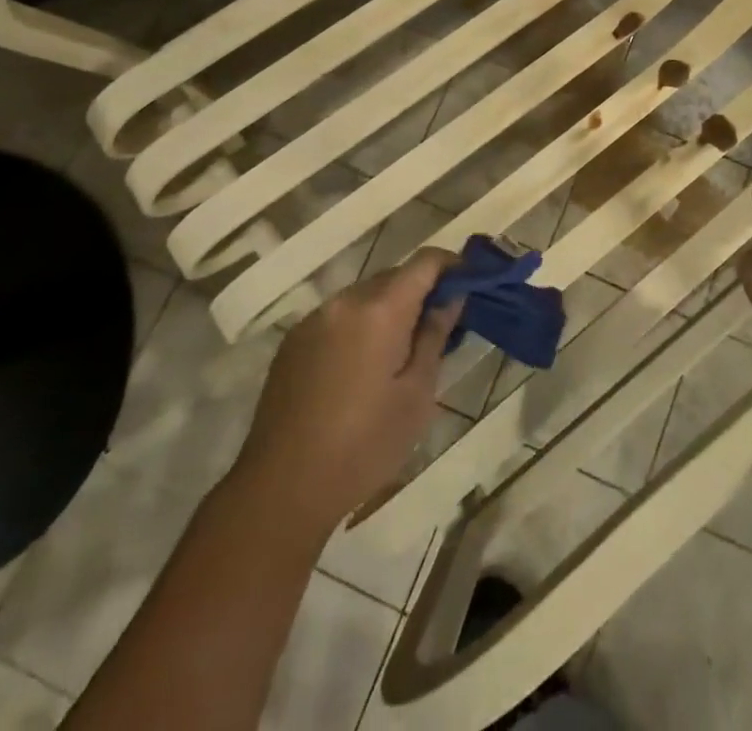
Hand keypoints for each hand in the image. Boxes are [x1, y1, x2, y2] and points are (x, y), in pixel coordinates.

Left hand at [234, 250, 462, 532]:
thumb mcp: (416, 396)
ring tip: (401, 350)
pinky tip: (362, 366)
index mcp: (380, 310)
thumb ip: (435, 336)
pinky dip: (360, 324)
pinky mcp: (294, 340)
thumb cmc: (364, 446)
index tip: (469, 284)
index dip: (451, 265)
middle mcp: (345, 301)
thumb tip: (451, 298)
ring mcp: (314, 318)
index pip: (425, 262)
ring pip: (365, 295)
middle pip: (394, 276)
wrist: (282, 488)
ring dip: (389, 308)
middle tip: (440, 325)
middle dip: (421, 291)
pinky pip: (339, 316)